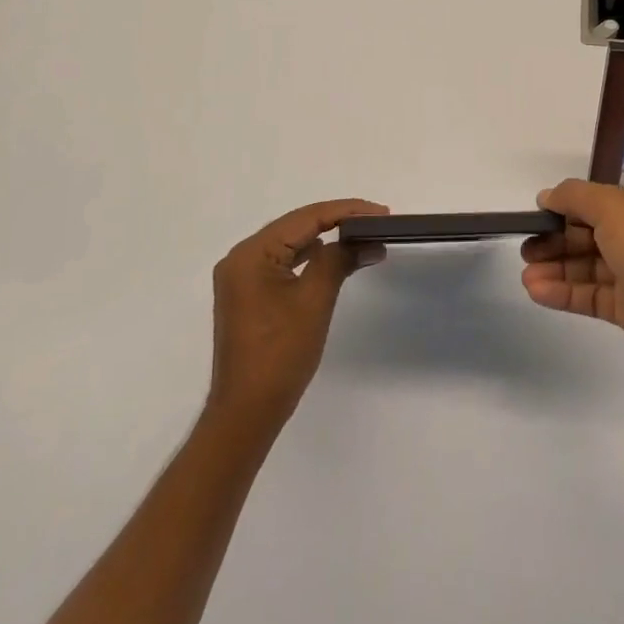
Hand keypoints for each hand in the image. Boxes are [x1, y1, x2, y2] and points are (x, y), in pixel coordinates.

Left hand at [207, 198, 387, 429]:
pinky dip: (311, 259)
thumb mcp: (314, 301)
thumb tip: (368, 241)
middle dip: (338, 222)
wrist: (247, 411)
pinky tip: (333, 259)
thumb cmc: (280, 354)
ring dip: (326, 239)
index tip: (382, 212)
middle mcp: (241, 258)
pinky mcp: (249, 295)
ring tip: (363, 237)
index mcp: (252, 254)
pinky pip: (284, 263)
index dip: (346, 211)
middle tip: (377, 222)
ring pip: (290, 244)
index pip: (306, 218)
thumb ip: (339, 260)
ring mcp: (242, 278)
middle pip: (296, 226)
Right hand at [520, 179, 623, 378]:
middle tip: (525, 252)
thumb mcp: (613, 208)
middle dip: (555, 242)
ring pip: (587, 268)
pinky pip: (591, 296)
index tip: (533, 217)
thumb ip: (575, 197)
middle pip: (589, 236)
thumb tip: (547, 196)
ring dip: (555, 270)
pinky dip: (564, 293)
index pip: (596, 203)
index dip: (564, 209)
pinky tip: (538, 292)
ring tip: (525, 277)